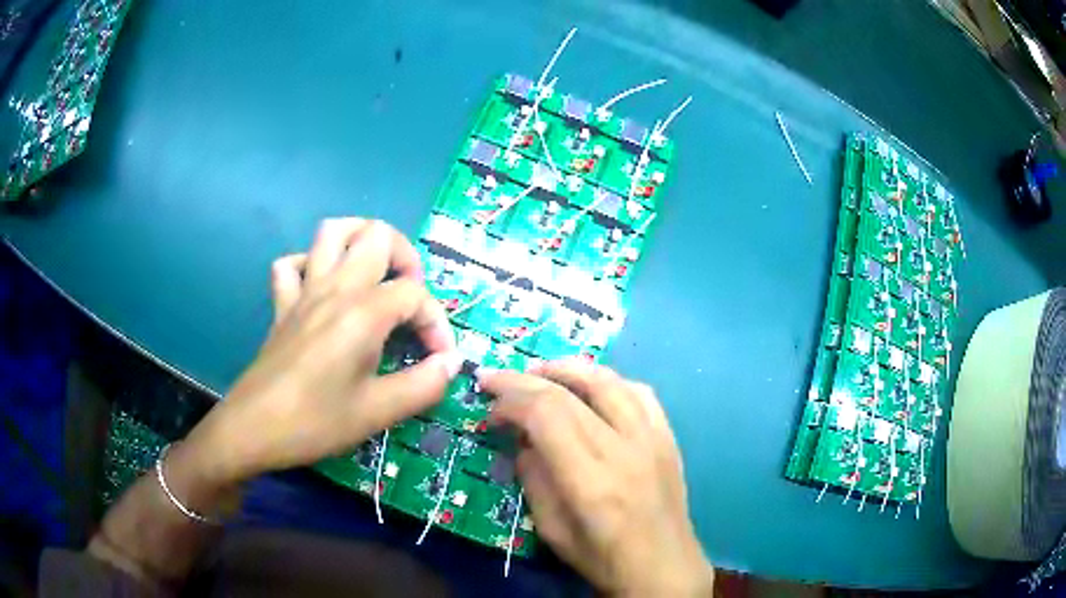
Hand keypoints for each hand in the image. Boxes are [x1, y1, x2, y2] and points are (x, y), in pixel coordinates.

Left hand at [186, 218, 461, 487]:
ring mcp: (303, 292)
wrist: (253, 429)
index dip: (437, 324)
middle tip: (411, 298)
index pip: (415, 295)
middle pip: (377, 235)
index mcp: (362, 312)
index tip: (439, 360)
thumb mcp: (379, 412)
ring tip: (376, 271)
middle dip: (406, 258)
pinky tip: (322, 288)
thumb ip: (424, 385)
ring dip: (360, 240)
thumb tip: (451, 362)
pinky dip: (311, 265)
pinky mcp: (282, 305)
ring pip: (332, 232)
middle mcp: (334, 288)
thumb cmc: (316, 422)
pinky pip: (292, 265)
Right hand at [480, 361, 712, 595]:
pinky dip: (609, 381)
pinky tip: (593, 387)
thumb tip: (523, 438)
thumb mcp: (551, 529)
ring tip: (540, 371)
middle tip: (497, 377)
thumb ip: (534, 477)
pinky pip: (640, 392)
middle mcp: (625, 449)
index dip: (511, 400)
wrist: (663, 568)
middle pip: (571, 392)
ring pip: (609, 381)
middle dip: (526, 378)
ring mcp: (653, 438)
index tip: (489, 406)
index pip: (546, 415)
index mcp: (591, 480)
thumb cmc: (603, 558)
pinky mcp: (669, 437)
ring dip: (568, 368)